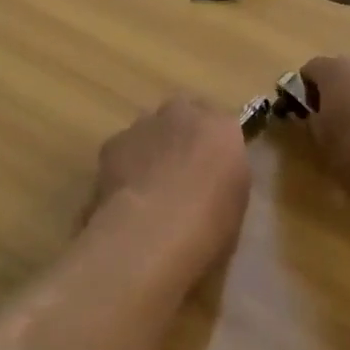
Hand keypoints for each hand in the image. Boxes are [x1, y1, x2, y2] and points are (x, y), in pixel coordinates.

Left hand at [87, 95, 249, 273]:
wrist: (150, 234)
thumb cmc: (207, 230)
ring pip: (151, 128)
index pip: (223, 127)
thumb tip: (211, 183)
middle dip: (183, 135)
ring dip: (153, 147)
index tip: (212, 171)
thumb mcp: (235, 208)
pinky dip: (126, 164)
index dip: (215, 148)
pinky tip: (126, 194)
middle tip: (182, 171)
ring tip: (150, 185)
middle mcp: (184, 115)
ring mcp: (145, 125)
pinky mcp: (113, 143)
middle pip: (184, 115)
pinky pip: (124, 148)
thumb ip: (224, 181)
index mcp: (223, 130)